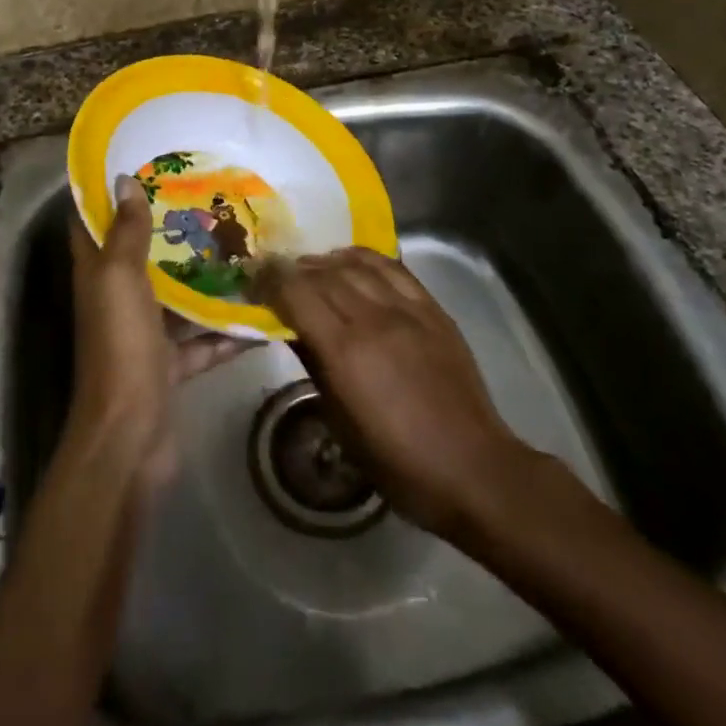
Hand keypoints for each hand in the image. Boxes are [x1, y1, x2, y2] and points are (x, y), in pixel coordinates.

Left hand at [67, 176, 253, 486]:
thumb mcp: (121, 278)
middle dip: (169, 230)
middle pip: (140, 257)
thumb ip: (126, 232)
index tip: (142, 164)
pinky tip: (262, 313)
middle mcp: (117, 299)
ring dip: (203, 278)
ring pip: (175, 297)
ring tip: (242, 247)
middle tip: (208, 199)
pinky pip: (201, 341)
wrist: (130, 433)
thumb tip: (123, 179)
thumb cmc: (121, 344)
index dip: (108, 194)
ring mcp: (144, 334)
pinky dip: (227, 331)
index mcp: (97, 274)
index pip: (92, 224)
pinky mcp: (169, 365)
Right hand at [257, 248, 532, 538]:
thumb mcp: (340, 423)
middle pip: (323, 273)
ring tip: (312, 269)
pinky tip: (352, 263)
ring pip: (356, 265)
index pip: (297, 292)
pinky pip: (393, 268)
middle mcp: (374, 318)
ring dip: (326, 262)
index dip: (270, 280)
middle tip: (276, 275)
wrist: (471, 467)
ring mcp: (408, 309)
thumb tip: (291, 329)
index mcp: (346, 351)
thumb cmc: (397, 461)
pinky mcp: (432, 309)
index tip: (254, 280)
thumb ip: (314, 365)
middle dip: (293, 269)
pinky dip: (365, 259)